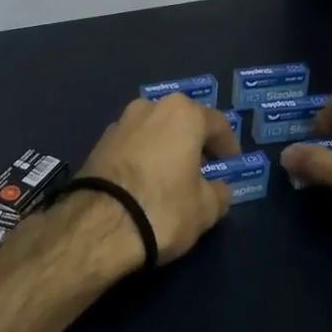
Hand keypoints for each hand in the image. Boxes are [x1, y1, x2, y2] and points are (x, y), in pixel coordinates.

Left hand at [68, 93, 241, 267]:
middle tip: (204, 167)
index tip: (233, 164)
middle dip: (194, 142)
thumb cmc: (164, 208)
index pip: (217, 124)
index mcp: (182, 113)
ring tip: (173, 176)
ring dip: (166, 148)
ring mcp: (120, 123)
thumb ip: (219, 193)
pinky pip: (132, 145)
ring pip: (154, 131)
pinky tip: (145, 182)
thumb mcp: (205, 209)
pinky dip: (143, 157)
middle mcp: (150, 107)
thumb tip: (218, 188)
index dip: (229, 145)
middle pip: (182, 121)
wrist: (98, 225)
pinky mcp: (98, 143)